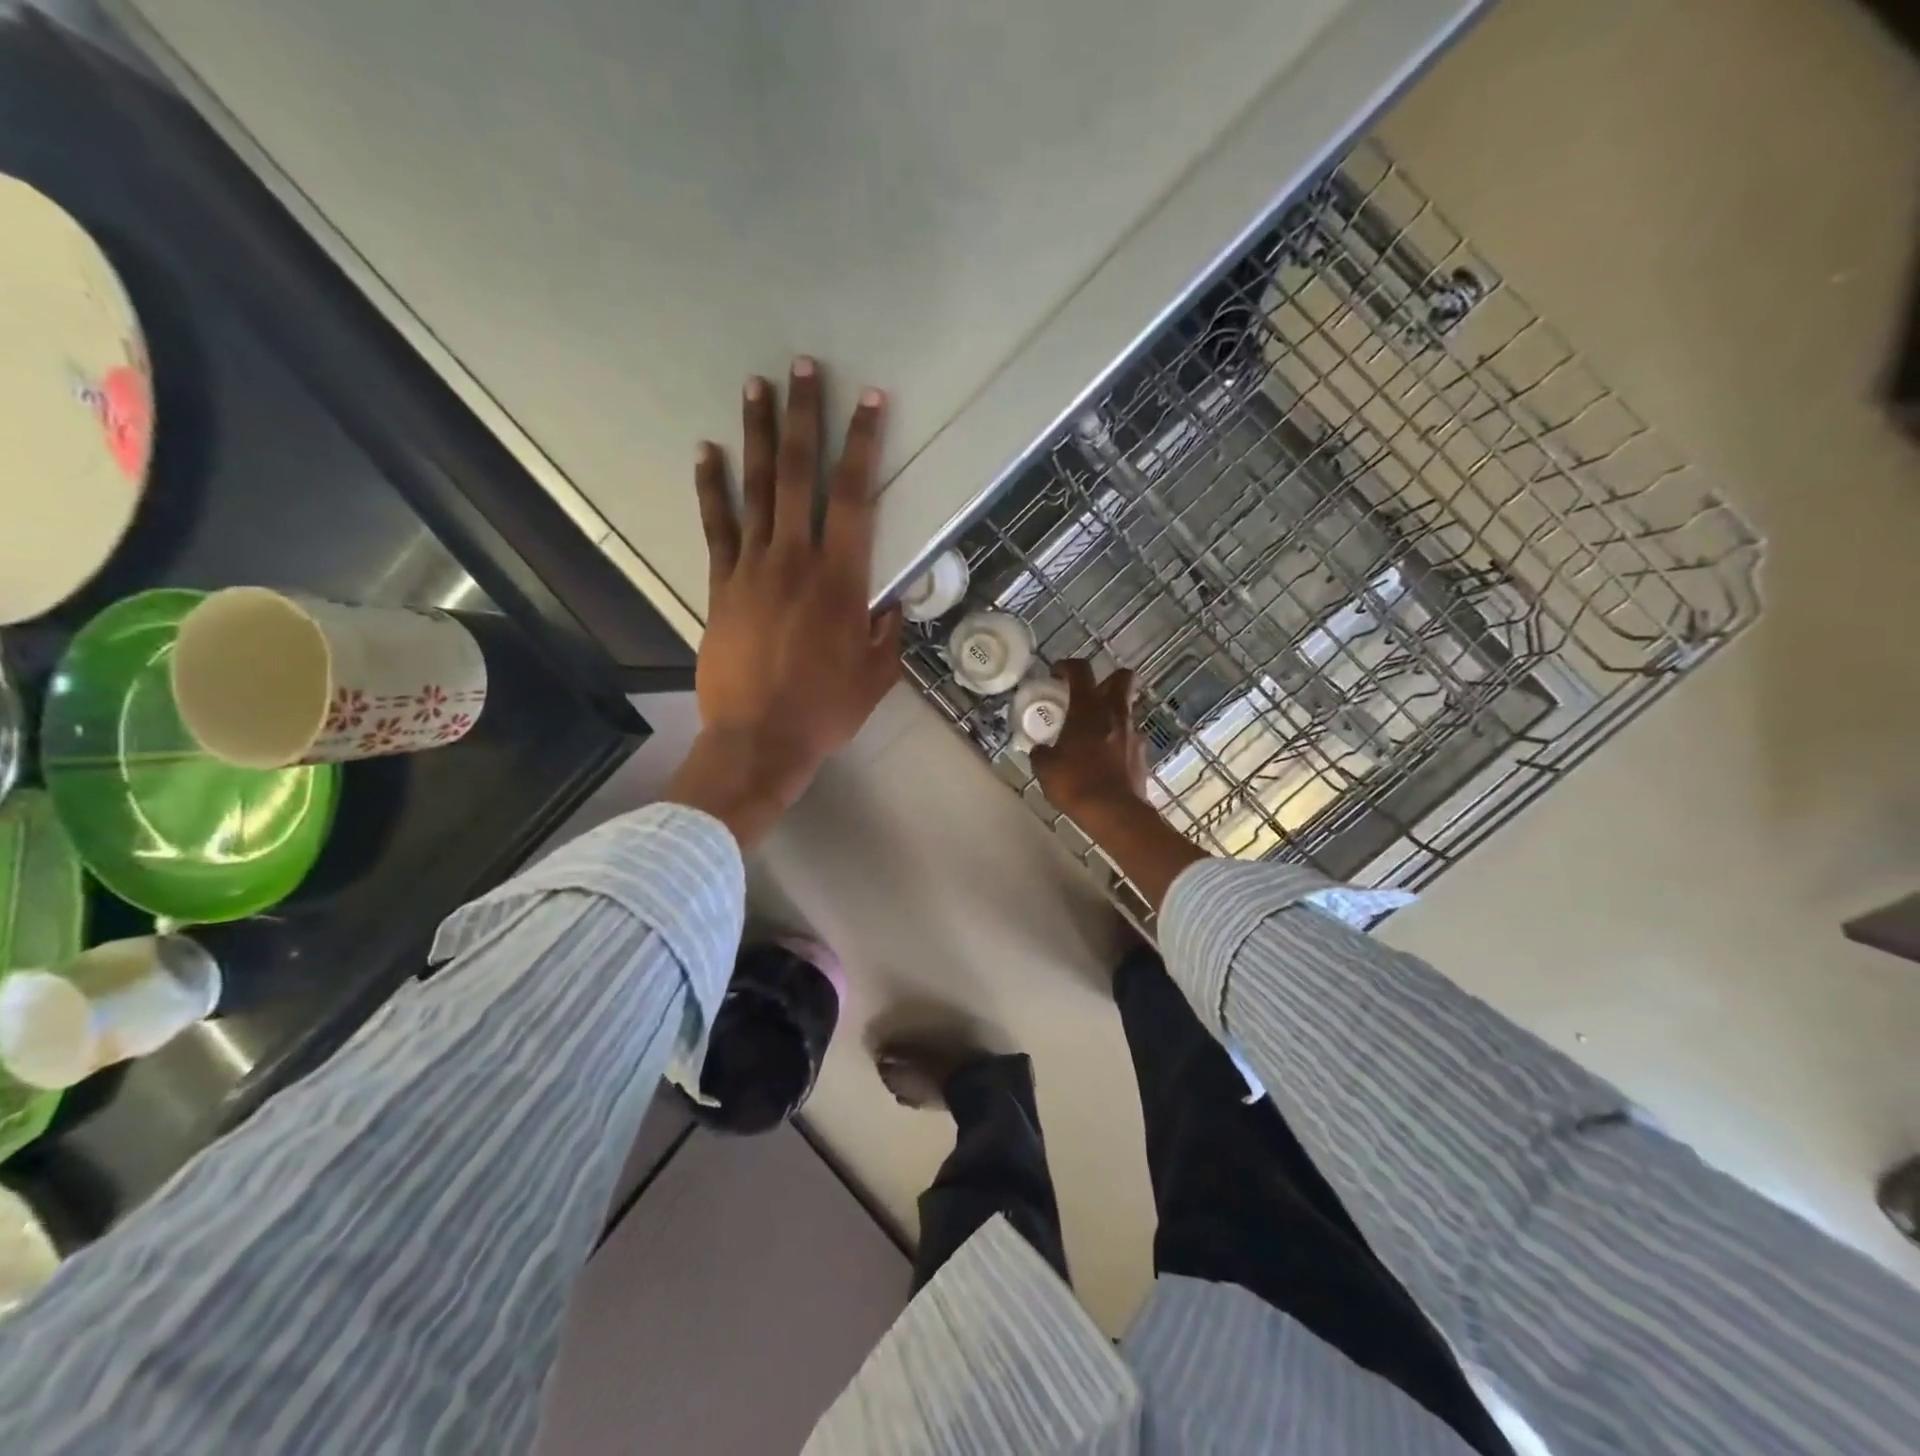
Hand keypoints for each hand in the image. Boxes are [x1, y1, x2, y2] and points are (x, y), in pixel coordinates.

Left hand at [664, 358, 901, 846]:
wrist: (758, 740)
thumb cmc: (825, 711)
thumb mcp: (877, 675)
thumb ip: (885, 631)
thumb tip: (887, 602)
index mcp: (842, 580)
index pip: (857, 497)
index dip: (865, 445)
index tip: (871, 401)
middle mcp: (796, 560)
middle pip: (799, 475)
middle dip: (804, 418)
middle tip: (803, 368)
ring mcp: (752, 569)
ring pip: (755, 490)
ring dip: (757, 435)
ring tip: (756, 387)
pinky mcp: (721, 586)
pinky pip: (716, 527)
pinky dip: (711, 488)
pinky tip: (707, 453)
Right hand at [1031, 659, 1206, 910]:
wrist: (1115, 813)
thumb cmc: (1075, 783)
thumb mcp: (1045, 768)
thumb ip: (1041, 753)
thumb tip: (1040, 750)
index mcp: (1088, 708)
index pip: (1080, 671)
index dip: (1067, 666)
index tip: (1057, 674)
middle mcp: (1115, 713)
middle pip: (1122, 678)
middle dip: (1108, 679)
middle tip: (1089, 695)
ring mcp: (1133, 733)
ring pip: (1126, 709)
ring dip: (1112, 714)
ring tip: (1093, 733)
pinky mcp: (1142, 754)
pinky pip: (1129, 737)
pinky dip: (1118, 740)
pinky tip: (1104, 759)